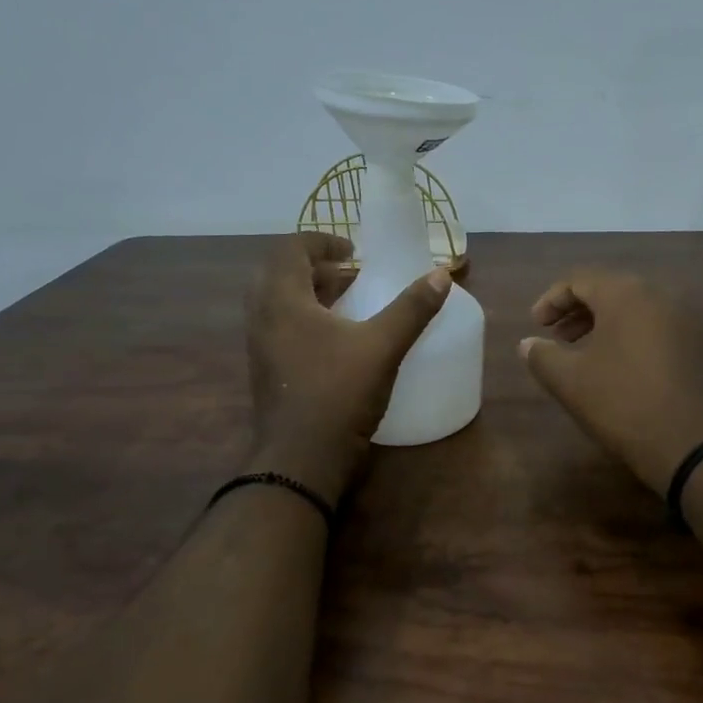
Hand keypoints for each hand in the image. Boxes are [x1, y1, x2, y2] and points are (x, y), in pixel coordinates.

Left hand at [245, 233, 451, 501]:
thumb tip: (442, 275)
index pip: (290, 249)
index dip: (322, 241)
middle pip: (281, 273)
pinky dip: (307, 320)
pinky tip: (339, 340)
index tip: (354, 251)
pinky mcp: (267, 372)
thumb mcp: (383, 346)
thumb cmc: (338, 394)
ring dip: (312, 294)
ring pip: (280, 303)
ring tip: (349, 303)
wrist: (301, 461)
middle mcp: (262, 318)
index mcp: (282, 300)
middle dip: (317, 267)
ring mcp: (260, 348)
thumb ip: (412, 308)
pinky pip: (282, 329)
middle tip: (351, 275)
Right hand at [519, 270, 702, 494]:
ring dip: (608, 326)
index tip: (537, 326)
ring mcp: (692, 320)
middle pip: (613, 291)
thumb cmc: (626, 405)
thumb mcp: (571, 382)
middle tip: (559, 338)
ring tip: (589, 355)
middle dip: (580, 312)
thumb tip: (528, 344)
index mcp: (628, 294)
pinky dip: (637, 339)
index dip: (552, 300)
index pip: (580, 280)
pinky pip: (663, 329)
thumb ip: (542, 357)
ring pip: (640, 310)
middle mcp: (664, 295)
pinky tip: (627, 370)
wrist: (701, 446)